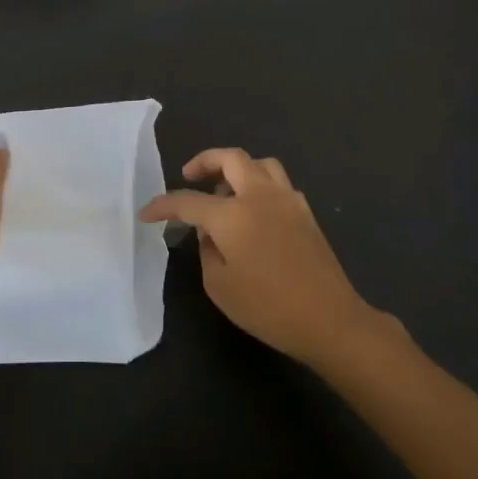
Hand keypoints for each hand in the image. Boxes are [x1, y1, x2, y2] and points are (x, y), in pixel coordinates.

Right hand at [142, 147, 389, 368]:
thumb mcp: (220, 286)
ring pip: (259, 164)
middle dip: (204, 161)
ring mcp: (287, 200)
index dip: (163, 205)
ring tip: (224, 191)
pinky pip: (278, 183)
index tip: (147, 213)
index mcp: (233, 215)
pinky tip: (254, 212)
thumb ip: (207, 251)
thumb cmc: (269, 308)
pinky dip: (259, 185)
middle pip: (231, 158)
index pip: (188, 201)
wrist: (330, 320)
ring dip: (236, 169)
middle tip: (189, 175)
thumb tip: (210, 233)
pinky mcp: (305, 213)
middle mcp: (260, 196)